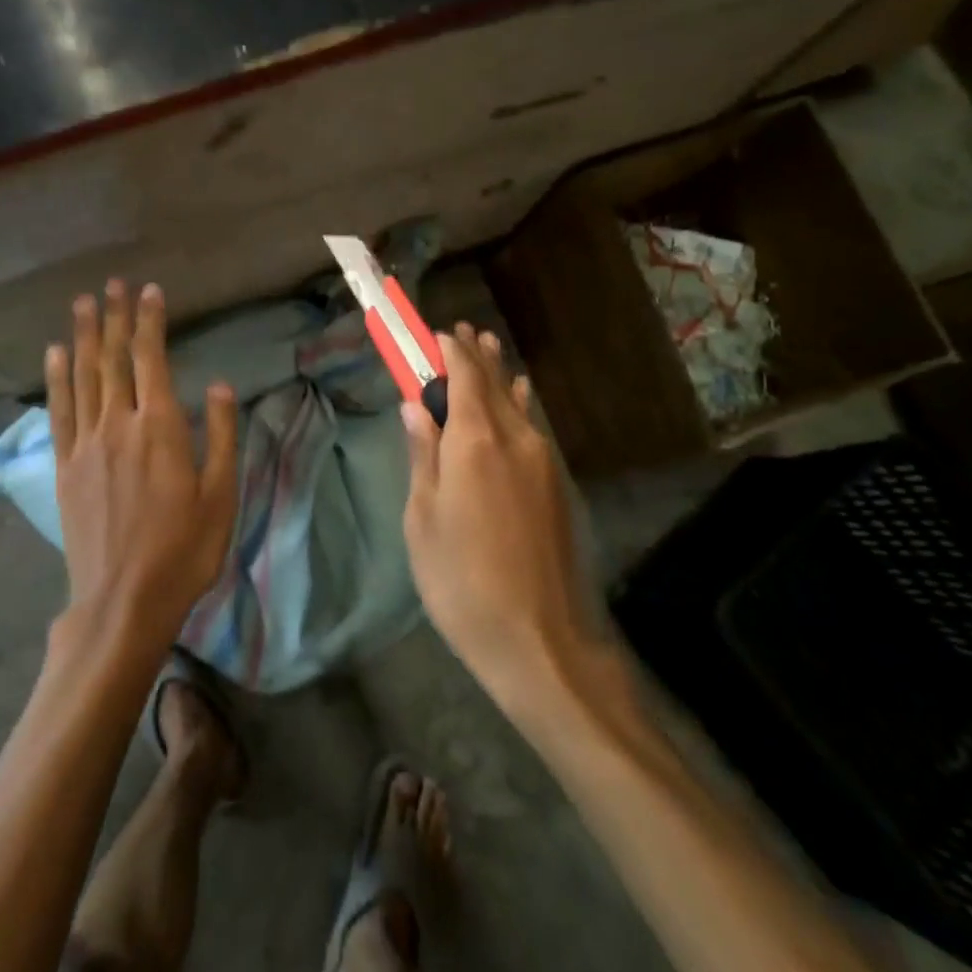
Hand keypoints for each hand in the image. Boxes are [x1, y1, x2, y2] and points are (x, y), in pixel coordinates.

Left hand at [46, 280, 238, 649]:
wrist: (123, 600)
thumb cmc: (183, 549)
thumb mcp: (220, 494)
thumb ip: (219, 434)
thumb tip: (217, 384)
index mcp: (160, 428)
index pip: (152, 359)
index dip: (149, 322)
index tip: (148, 290)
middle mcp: (118, 424)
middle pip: (114, 360)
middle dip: (114, 318)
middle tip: (110, 284)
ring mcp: (86, 445)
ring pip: (83, 377)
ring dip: (84, 336)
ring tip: (82, 304)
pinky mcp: (65, 467)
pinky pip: (59, 412)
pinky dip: (56, 378)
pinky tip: (55, 354)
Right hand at [401, 325, 592, 708]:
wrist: (539, 640)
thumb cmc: (462, 581)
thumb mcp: (423, 518)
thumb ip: (422, 454)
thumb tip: (416, 405)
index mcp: (475, 441)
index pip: (462, 375)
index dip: (447, 349)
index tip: (432, 332)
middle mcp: (515, 438)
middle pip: (492, 382)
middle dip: (473, 354)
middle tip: (458, 331)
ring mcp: (542, 460)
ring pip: (516, 402)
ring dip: (496, 374)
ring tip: (485, 347)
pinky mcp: (555, 485)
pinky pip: (532, 426)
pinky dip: (518, 403)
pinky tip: (517, 396)